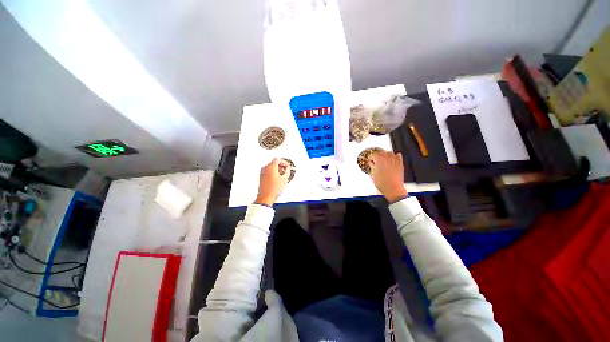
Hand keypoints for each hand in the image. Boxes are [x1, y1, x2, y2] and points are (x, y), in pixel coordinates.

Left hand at [255, 158, 290, 205]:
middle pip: (274, 162)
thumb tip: (287, 169)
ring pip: (270, 167)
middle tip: (285, 169)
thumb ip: (287, 171)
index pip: (278, 159)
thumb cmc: (273, 189)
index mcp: (271, 167)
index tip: (287, 165)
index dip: (284, 162)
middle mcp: (265, 168)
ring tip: (281, 174)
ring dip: (276, 169)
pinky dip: (272, 172)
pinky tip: (277, 178)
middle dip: (280, 165)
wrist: (265, 197)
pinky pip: (267, 171)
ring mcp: (262, 172)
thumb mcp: (284, 179)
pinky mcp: (261, 177)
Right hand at [369, 151, 407, 202]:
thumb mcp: (372, 174)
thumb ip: (371, 166)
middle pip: (381, 152)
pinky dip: (395, 155)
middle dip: (377, 155)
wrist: (393, 188)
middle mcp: (387, 158)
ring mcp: (394, 160)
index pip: (372, 155)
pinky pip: (398, 155)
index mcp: (378, 160)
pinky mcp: (400, 164)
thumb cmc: (382, 183)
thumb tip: (370, 163)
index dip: (370, 158)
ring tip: (383, 158)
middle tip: (375, 160)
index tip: (369, 161)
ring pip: (389, 152)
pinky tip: (393, 157)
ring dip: (385, 154)